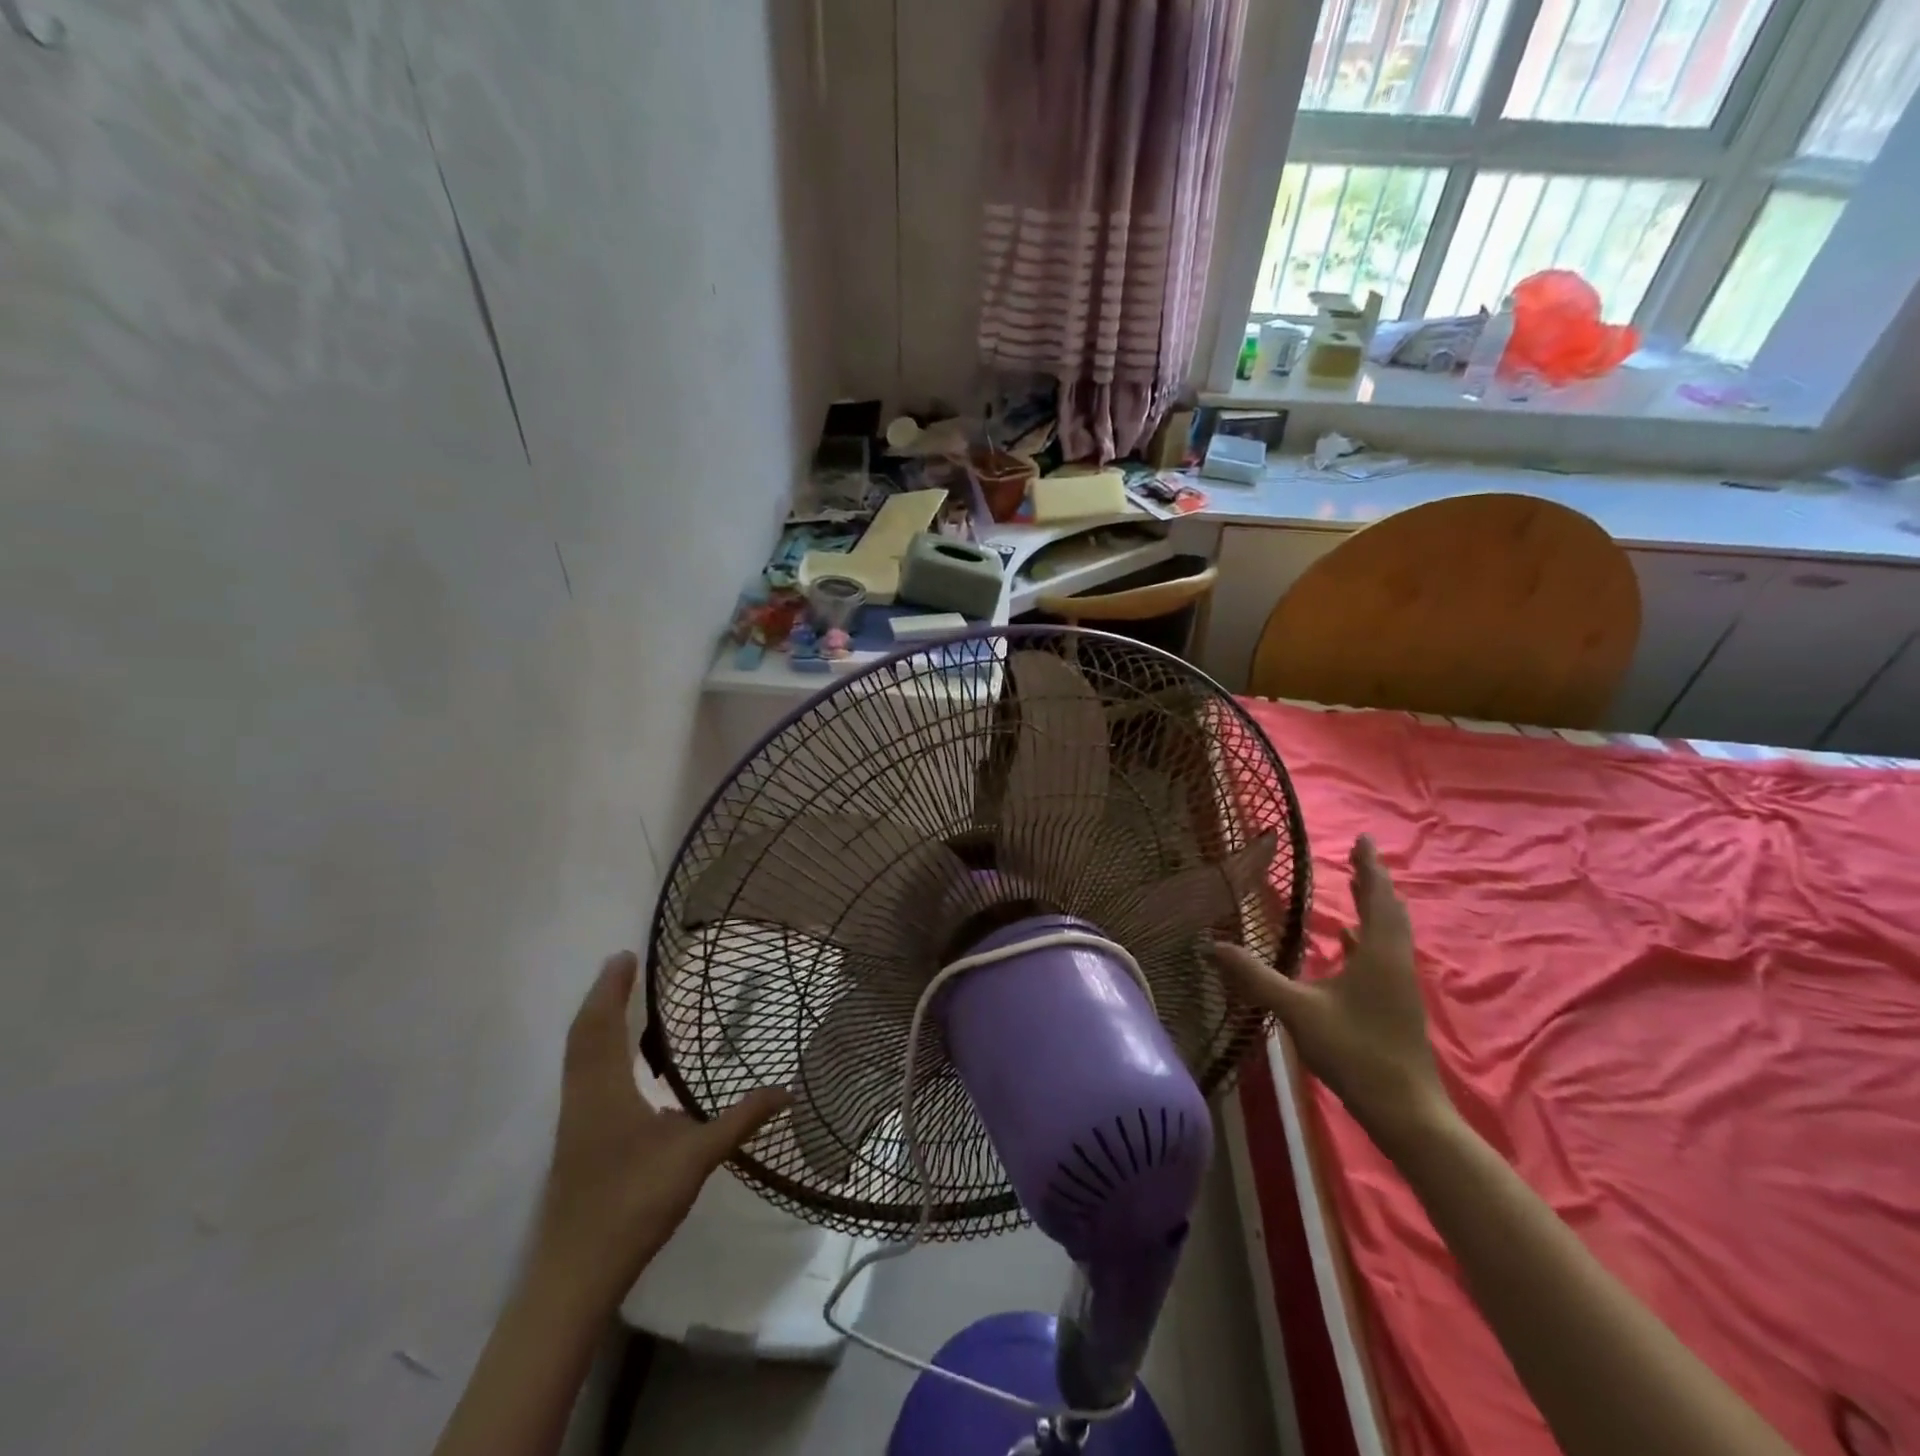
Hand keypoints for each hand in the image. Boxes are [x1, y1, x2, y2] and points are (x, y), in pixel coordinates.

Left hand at [530, 952, 790, 1312]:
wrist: (574, 1276)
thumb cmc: (632, 1206)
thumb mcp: (694, 1159)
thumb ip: (739, 1122)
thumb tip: (785, 1091)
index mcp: (604, 1092)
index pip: (602, 1025)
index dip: (611, 988)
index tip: (624, 956)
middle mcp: (581, 1098)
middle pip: (582, 1035)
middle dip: (601, 997)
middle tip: (621, 967)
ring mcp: (573, 1121)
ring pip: (577, 1057)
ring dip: (596, 1023)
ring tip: (620, 1003)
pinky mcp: (575, 1141)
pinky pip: (581, 1076)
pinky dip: (596, 1051)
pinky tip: (623, 1067)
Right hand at [1215, 836, 1452, 1152]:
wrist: (1406, 1111)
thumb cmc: (1355, 1052)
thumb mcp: (1297, 1011)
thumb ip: (1254, 977)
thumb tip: (1211, 946)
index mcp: (1378, 953)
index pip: (1376, 897)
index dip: (1369, 866)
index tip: (1364, 839)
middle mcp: (1394, 961)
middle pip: (1388, 911)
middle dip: (1373, 882)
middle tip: (1358, 857)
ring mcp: (1399, 985)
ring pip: (1389, 933)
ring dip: (1374, 907)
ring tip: (1356, 889)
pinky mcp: (1397, 1004)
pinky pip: (1384, 954)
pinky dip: (1368, 937)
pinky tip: (1349, 943)